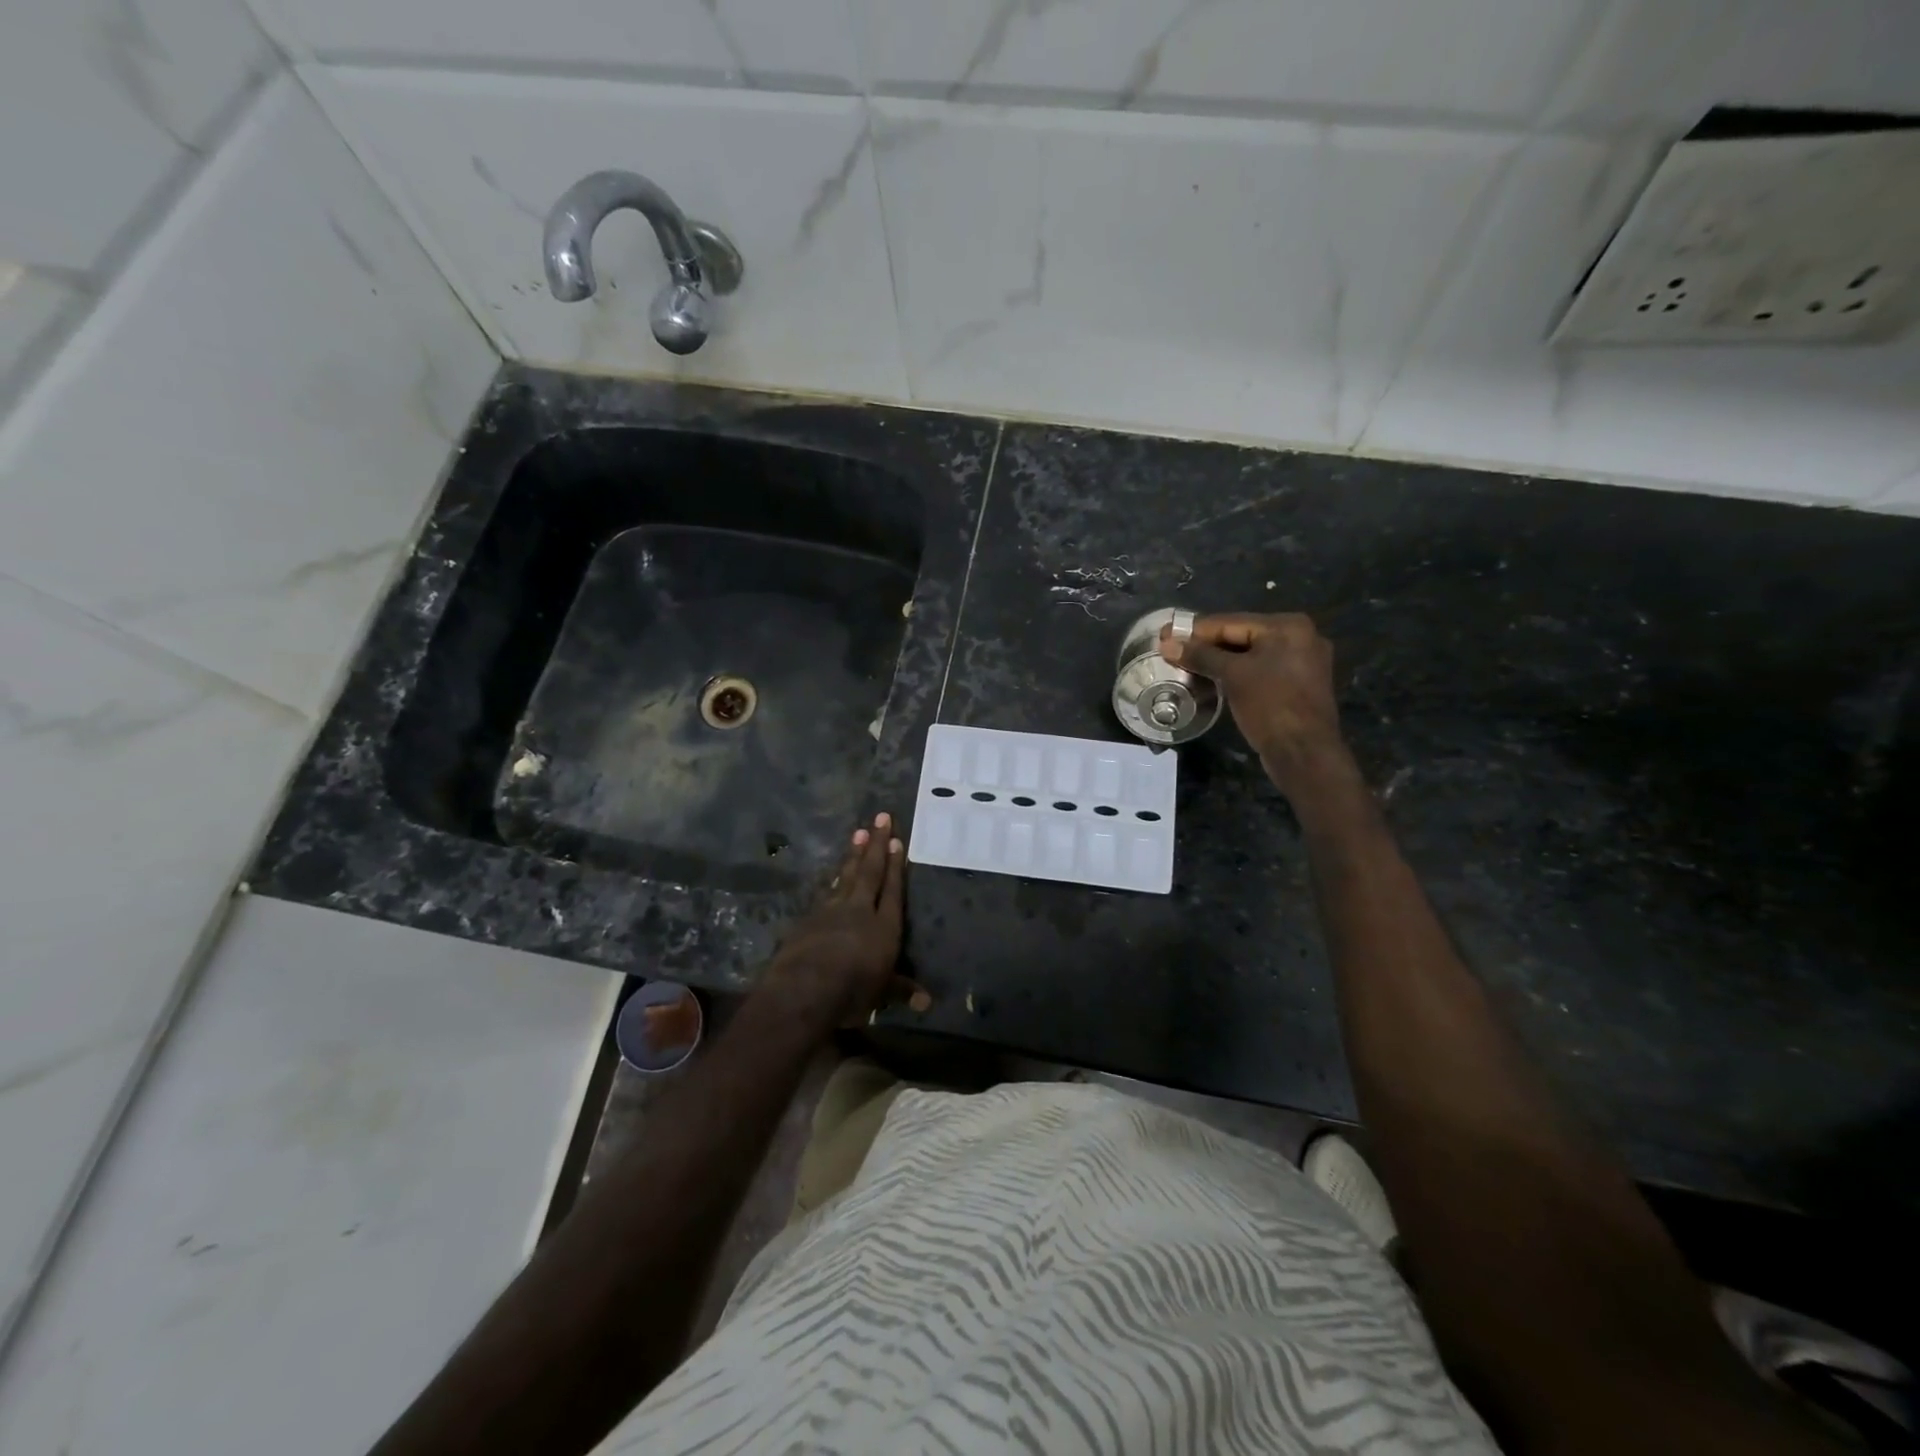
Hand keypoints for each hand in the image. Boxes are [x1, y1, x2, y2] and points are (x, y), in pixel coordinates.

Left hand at [765, 814, 926, 1026]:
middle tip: (880, 817)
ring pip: (846, 876)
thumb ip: (902, 990)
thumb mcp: (881, 994)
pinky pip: (826, 891)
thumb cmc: (852, 992)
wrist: (804, 989)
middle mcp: (860, 911)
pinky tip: (833, 873)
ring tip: (859, 832)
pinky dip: (833, 879)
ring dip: (853, 854)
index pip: (893, 890)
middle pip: (870, 872)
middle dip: (877, 844)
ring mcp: (831, 910)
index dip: (896, 866)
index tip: (896, 840)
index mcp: (884, 927)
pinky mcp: (809, 917)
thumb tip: (927, 1002)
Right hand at [1160, 613, 1357, 801]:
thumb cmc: (1270, 706)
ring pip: (1250, 654)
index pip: (1230, 622)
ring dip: (1218, 660)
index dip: (1193, 630)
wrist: (1304, 753)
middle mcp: (1300, 637)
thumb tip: (1167, 643)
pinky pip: (1260, 669)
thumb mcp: (1232, 676)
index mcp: (1288, 626)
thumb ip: (1200, 656)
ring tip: (1186, 664)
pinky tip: (1213, 678)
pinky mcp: (1298, 684)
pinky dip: (1236, 672)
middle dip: (1205, 645)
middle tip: (1172, 650)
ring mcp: (1302, 661)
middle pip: (1241, 635)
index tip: (1164, 635)